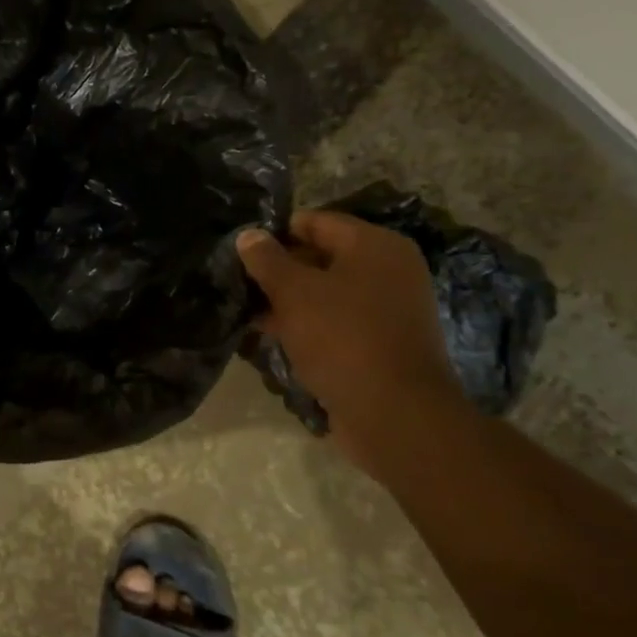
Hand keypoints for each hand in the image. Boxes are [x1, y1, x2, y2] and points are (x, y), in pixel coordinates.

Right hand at [237, 212, 468, 458]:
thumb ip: (267, 260)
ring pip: (327, 294)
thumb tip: (249, 234)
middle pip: (321, 257)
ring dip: (289, 302)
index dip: (274, 234)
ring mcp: (389, 309)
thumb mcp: (294, 292)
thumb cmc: (343, 338)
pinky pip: (337, 323)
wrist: (396, 415)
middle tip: (240, 285)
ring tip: (249, 313)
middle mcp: (389, 270)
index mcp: (375, 245)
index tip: (241, 253)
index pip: (314, 222)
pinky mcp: (383, 344)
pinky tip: (273, 337)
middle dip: (279, 271)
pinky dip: (308, 326)